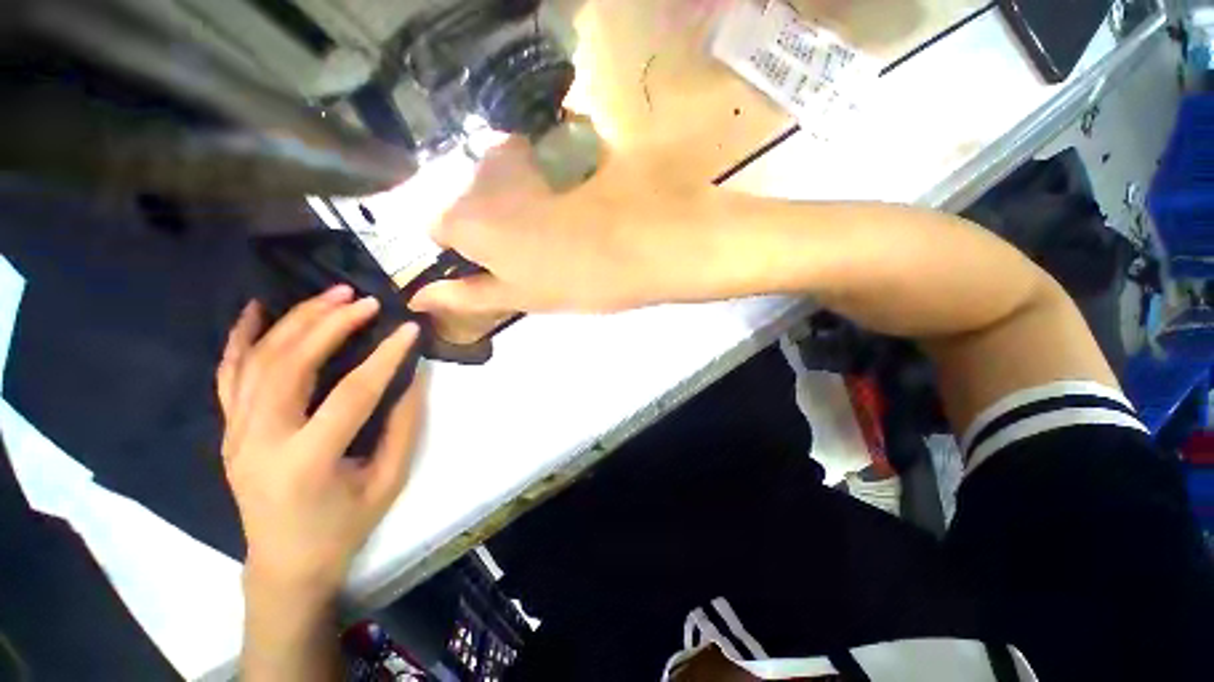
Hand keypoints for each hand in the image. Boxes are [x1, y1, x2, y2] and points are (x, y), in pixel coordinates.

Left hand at [216, 286, 424, 598]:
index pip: (352, 394)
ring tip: (329, 296)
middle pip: (291, 365)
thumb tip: (413, 376)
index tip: (409, 328)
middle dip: (331, 324)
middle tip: (364, 299)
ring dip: (295, 321)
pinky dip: (240, 338)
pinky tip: (256, 310)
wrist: (285, 563)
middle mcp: (260, 441)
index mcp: (306, 461)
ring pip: (258, 361)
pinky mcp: (228, 430)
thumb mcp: (388, 480)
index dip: (385, 356)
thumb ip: (403, 425)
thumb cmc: (344, 526)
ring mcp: (236, 433)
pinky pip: (228, 375)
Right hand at [409, 137, 712, 315]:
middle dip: (487, 229)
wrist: (646, 246)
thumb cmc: (579, 281)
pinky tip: (568, 212)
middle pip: (467, 204)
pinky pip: (531, 172)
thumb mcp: (520, 297)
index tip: (485, 268)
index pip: (435, 228)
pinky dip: (539, 192)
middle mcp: (483, 177)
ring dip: (514, 209)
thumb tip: (418, 297)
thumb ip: (467, 294)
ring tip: (551, 236)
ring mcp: (521, 158)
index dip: (458, 250)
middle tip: (526, 256)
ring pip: (498, 186)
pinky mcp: (555, 150)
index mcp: (468, 218)